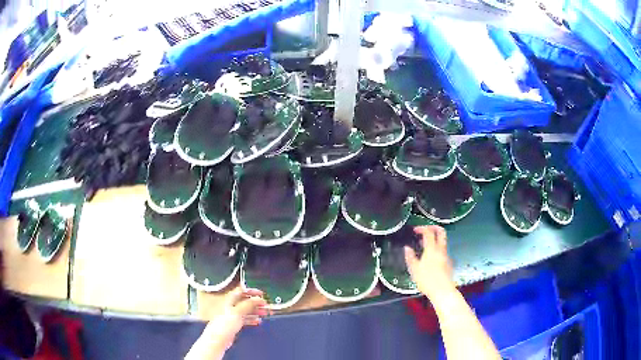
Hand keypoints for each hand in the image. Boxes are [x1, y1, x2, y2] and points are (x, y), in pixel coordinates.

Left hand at [202, 288, 270, 351]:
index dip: (251, 291)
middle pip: (245, 301)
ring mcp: (232, 315)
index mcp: (229, 300)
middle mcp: (230, 307)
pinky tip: (257, 321)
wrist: (219, 338)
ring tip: (264, 313)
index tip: (260, 294)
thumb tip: (257, 298)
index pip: (241, 291)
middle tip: (265, 305)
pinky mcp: (234, 324)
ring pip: (246, 311)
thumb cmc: (223, 325)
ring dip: (255, 311)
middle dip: (256, 303)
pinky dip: (252, 319)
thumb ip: (248, 304)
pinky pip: (245, 319)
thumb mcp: (238, 312)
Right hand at [404, 225, 454, 301]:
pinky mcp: (449, 262)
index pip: (428, 232)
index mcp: (432, 249)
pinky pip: (442, 251)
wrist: (443, 291)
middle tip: (425, 229)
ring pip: (442, 242)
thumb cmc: (427, 280)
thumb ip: (410, 257)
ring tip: (424, 247)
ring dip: (434, 239)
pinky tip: (430, 259)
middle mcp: (441, 250)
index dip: (422, 228)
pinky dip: (436, 249)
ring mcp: (446, 256)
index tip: (415, 230)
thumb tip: (407, 248)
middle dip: (434, 227)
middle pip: (441, 232)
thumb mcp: (414, 270)